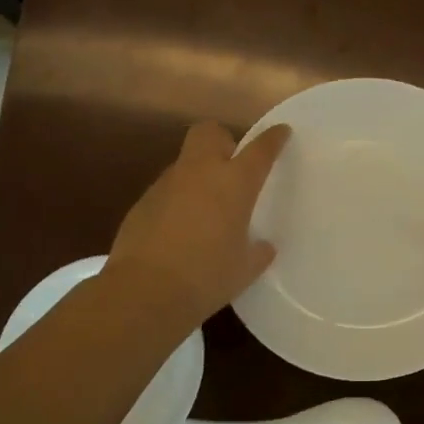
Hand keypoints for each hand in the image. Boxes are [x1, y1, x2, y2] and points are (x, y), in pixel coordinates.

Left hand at [108, 121, 291, 330]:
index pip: (260, 149)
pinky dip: (176, 200)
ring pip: (185, 162)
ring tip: (204, 207)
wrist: (144, 291)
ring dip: (198, 174)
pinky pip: (166, 190)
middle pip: (209, 132)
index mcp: (234, 183)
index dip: (273, 138)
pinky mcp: (142, 202)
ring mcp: (167, 184)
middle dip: (222, 140)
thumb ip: (258, 252)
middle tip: (231, 166)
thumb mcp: (244, 269)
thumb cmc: (207, 277)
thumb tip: (263, 247)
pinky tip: (178, 229)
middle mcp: (200, 172)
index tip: (281, 132)